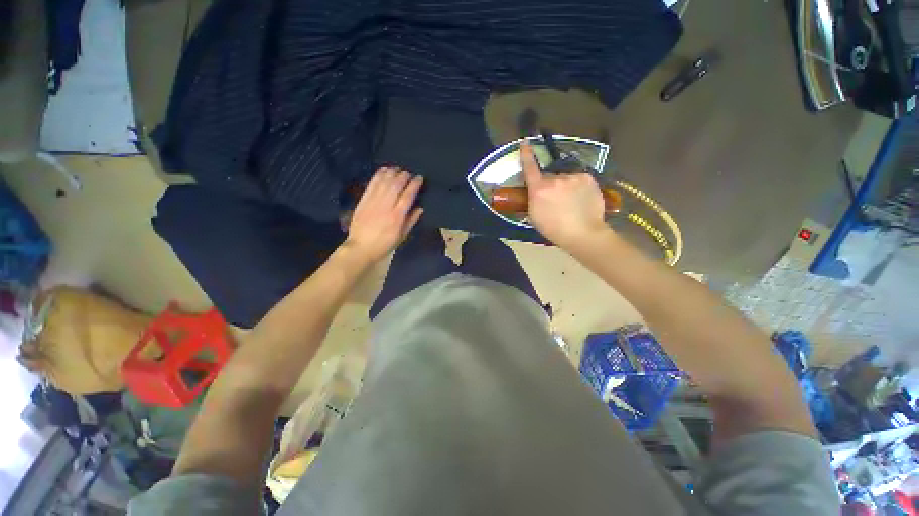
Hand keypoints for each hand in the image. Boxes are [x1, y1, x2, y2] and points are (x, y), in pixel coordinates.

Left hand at [346, 167, 423, 262]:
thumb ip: (411, 220)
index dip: (414, 184)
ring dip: (392, 173)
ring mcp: (373, 201)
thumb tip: (420, 208)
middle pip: (396, 185)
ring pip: (384, 181)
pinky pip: (372, 183)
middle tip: (409, 173)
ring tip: (398, 169)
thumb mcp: (402, 236)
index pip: (408, 195)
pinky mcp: (364, 200)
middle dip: (404, 176)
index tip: (419, 178)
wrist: (361, 247)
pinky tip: (384, 170)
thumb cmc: (384, 244)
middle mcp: (386, 205)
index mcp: (397, 216)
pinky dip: (379, 175)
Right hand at [520, 144, 608, 249]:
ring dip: (566, 186)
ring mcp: (573, 177)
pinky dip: (578, 187)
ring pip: (566, 178)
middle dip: (551, 185)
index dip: (526, 155)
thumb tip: (536, 191)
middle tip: (556, 201)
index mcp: (539, 189)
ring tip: (572, 203)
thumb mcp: (535, 216)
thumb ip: (534, 198)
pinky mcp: (587, 178)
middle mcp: (555, 179)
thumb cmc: (554, 229)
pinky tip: (581, 200)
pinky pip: (578, 179)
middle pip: (550, 177)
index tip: (525, 142)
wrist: (583, 233)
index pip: (530, 168)